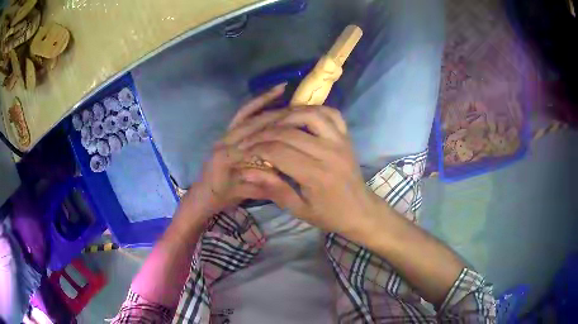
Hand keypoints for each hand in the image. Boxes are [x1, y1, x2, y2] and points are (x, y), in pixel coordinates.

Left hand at [181, 84, 287, 216]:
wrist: (202, 195)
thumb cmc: (221, 197)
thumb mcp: (242, 193)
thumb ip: (261, 184)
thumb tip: (285, 171)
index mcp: (226, 157)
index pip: (255, 142)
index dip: (277, 135)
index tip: (299, 129)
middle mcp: (224, 141)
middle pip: (252, 123)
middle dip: (276, 115)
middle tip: (298, 109)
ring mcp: (224, 135)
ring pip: (245, 114)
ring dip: (263, 100)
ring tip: (282, 88)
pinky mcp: (226, 134)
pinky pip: (240, 116)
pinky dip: (253, 105)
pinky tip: (267, 97)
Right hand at [235, 106, 379, 237]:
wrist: (361, 211)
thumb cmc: (330, 215)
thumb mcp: (299, 210)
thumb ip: (274, 189)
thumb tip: (247, 172)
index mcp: (316, 175)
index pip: (278, 151)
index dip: (257, 148)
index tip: (244, 149)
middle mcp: (329, 153)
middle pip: (289, 132)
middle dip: (264, 133)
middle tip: (250, 138)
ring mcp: (340, 141)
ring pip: (310, 114)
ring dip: (287, 115)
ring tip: (272, 124)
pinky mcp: (347, 137)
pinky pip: (331, 113)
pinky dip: (313, 109)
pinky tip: (300, 116)